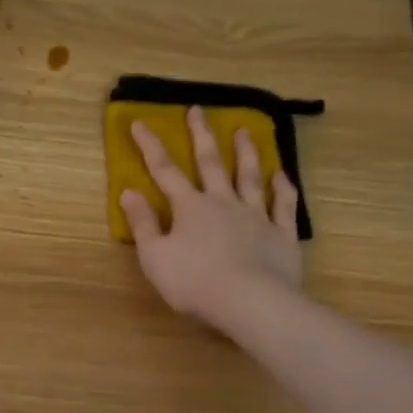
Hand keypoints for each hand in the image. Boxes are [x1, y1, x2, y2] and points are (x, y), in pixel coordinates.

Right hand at [119, 107, 304, 332]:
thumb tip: (128, 192)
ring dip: (247, 153)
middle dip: (201, 136)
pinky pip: (284, 205)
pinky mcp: (282, 235)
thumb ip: (142, 224)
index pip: (165, 171)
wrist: (249, 302)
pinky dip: (284, 188)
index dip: (150, 146)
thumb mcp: (155, 257)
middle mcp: (224, 203)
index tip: (140, 122)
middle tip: (198, 110)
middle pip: (211, 163)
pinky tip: (282, 175)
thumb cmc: (194, 281)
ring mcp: (256, 216)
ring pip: (251, 177)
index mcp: (190, 208)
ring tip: (245, 131)